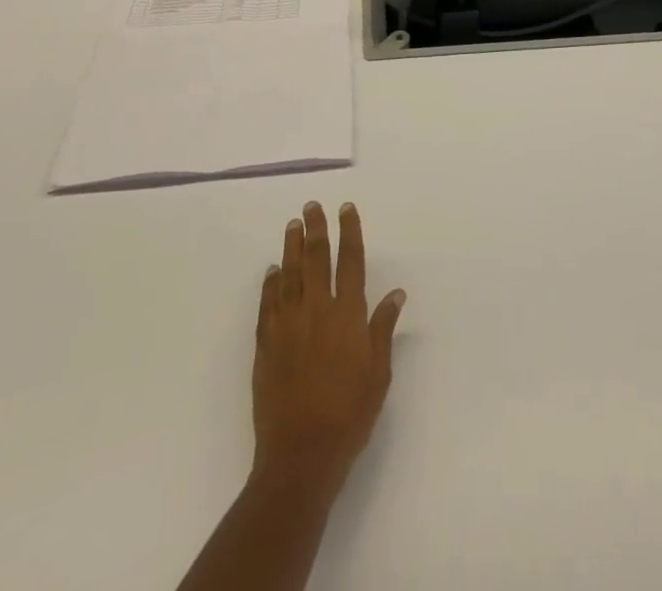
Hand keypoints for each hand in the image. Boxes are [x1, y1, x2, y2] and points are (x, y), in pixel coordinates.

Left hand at [252, 201, 404, 491]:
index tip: (346, 208)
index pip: (351, 261)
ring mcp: (288, 325)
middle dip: (317, 229)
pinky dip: (271, 282)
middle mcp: (318, 310)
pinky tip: (273, 270)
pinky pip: (268, 303)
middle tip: (312, 206)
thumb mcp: (378, 374)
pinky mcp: (266, 343)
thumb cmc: (349, 415)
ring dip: (292, 247)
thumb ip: (383, 329)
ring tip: (293, 225)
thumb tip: (396, 293)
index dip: (350, 231)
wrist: (300, 455)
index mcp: (348, 315)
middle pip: (317, 258)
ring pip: (290, 274)